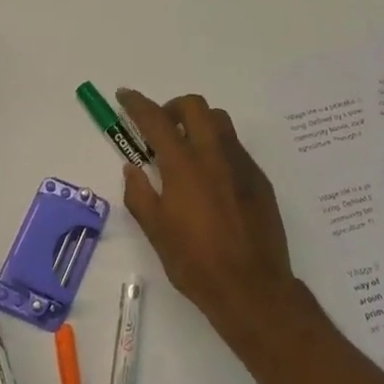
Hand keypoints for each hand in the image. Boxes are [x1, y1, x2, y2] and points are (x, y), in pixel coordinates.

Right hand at [116, 89, 316, 366]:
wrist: (252, 287)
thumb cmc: (196, 263)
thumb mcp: (156, 231)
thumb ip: (140, 193)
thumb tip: (133, 168)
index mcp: (184, 166)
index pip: (156, 120)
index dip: (137, 104)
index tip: (125, 96)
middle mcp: (214, 156)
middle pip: (195, 107)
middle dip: (172, 108)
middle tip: (160, 129)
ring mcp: (241, 165)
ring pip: (220, 122)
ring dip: (198, 124)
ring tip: (185, 150)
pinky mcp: (259, 180)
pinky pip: (235, 148)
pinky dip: (216, 147)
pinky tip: (210, 178)